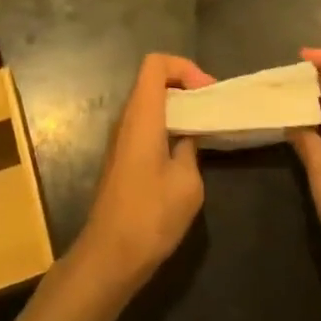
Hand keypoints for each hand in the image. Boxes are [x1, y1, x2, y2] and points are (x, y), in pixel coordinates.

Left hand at [71, 53, 213, 295]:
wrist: (109, 256)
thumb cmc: (150, 215)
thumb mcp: (187, 183)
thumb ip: (191, 150)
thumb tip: (188, 138)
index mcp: (142, 115)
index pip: (156, 64)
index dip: (183, 67)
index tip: (206, 92)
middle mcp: (127, 118)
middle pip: (152, 80)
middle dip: (184, 85)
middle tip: (210, 108)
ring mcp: (120, 138)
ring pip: (149, 103)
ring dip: (176, 108)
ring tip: (203, 128)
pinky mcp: (121, 158)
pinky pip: (145, 125)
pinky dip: (166, 126)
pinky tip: (185, 151)